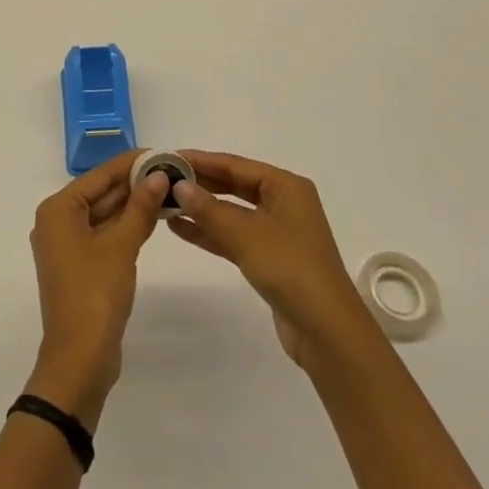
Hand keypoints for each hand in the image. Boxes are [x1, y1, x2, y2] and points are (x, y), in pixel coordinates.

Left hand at [25, 152, 170, 426]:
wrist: (80, 358)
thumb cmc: (95, 294)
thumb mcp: (121, 246)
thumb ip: (140, 207)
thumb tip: (158, 174)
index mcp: (58, 209)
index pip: (100, 175)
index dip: (131, 163)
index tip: (162, 153)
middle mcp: (57, 221)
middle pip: (101, 193)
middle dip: (134, 183)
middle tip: (171, 171)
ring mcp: (67, 245)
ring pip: (104, 214)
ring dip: (133, 205)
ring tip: (168, 189)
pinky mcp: (79, 265)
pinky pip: (104, 234)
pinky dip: (126, 226)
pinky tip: (152, 218)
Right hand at [167, 151, 374, 368]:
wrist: (327, 331)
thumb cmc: (290, 268)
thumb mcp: (245, 234)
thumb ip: (209, 209)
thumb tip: (179, 185)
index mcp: (285, 186)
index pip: (234, 164)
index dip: (200, 160)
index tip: (168, 157)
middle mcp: (283, 203)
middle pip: (233, 185)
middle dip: (199, 184)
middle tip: (162, 179)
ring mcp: (276, 232)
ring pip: (231, 212)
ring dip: (200, 209)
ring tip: (164, 203)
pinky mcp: (269, 258)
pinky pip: (234, 236)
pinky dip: (210, 232)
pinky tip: (180, 228)